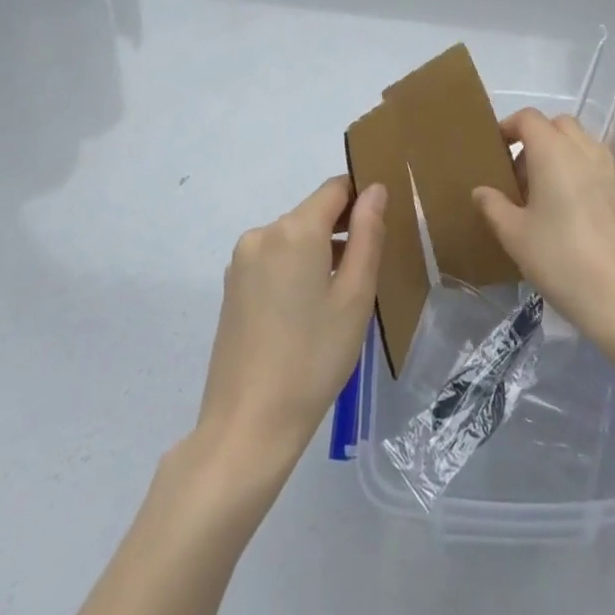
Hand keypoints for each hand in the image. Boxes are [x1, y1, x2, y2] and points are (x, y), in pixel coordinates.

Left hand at [194, 176, 385, 470]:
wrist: (247, 426)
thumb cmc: (313, 359)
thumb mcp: (356, 296)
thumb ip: (368, 234)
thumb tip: (374, 190)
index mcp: (295, 230)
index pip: (336, 188)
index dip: (362, 198)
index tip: (382, 227)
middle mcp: (263, 233)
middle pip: (313, 213)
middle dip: (342, 231)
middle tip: (367, 275)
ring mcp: (242, 261)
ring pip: (294, 238)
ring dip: (320, 252)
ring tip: (339, 300)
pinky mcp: (232, 287)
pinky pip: (274, 259)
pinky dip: (296, 270)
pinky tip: (307, 313)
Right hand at [473, 109, 614, 343]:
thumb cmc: (562, 261)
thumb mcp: (515, 237)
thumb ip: (494, 206)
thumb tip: (482, 192)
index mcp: (555, 152)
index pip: (528, 118)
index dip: (509, 127)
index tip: (498, 150)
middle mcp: (589, 151)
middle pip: (560, 125)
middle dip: (540, 139)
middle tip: (525, 176)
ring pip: (587, 147)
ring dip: (567, 158)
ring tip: (554, 198)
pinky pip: (607, 175)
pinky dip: (591, 182)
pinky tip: (586, 221)